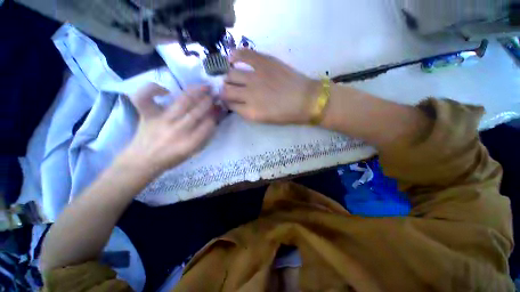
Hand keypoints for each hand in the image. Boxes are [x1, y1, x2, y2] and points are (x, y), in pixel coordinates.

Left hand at [122, 83, 216, 174]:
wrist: (143, 161)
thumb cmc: (171, 158)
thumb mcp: (192, 152)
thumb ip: (204, 136)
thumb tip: (213, 119)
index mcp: (190, 143)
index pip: (208, 125)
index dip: (215, 115)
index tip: (218, 109)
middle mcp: (178, 131)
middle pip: (197, 112)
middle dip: (208, 102)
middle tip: (214, 95)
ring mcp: (161, 121)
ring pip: (183, 102)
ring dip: (196, 92)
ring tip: (204, 87)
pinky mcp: (147, 115)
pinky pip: (145, 97)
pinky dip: (152, 89)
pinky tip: (165, 90)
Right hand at [222, 49, 318, 123]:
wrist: (306, 100)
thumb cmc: (287, 114)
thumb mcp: (265, 120)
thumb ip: (249, 112)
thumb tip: (238, 103)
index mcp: (250, 112)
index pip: (230, 105)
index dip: (228, 103)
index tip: (230, 101)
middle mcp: (248, 95)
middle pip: (226, 90)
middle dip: (225, 91)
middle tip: (230, 89)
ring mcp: (255, 77)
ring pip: (231, 74)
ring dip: (229, 77)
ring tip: (233, 77)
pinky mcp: (263, 62)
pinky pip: (243, 54)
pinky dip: (235, 55)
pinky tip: (233, 58)